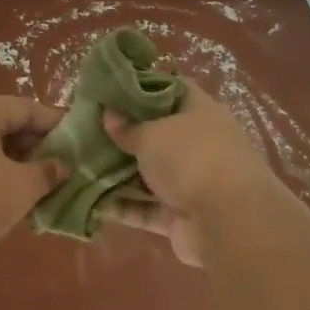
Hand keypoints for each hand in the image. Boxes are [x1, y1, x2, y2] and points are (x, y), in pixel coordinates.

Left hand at [0, 96, 66, 261]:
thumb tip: (61, 166)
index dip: (56, 124)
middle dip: (35, 148)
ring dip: (13, 166)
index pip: (26, 107)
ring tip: (37, 189)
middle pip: (4, 126)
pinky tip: (4, 203)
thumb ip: (46, 173)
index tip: (79, 142)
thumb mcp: (20, 188)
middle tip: (60, 169)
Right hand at [102, 82, 271, 266]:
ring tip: (82, 167)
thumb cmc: (190, 158)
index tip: (110, 91)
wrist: (228, 221)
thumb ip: (128, 127)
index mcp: (199, 111)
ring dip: (120, 174)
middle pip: (158, 134)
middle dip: (125, 135)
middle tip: (87, 131)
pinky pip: (147, 208)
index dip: (142, 88)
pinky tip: (93, 203)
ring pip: (150, 173)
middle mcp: (198, 143)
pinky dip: (124, 207)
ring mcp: (192, 181)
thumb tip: (110, 115)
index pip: (172, 89)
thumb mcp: (152, 134)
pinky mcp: (181, 216)